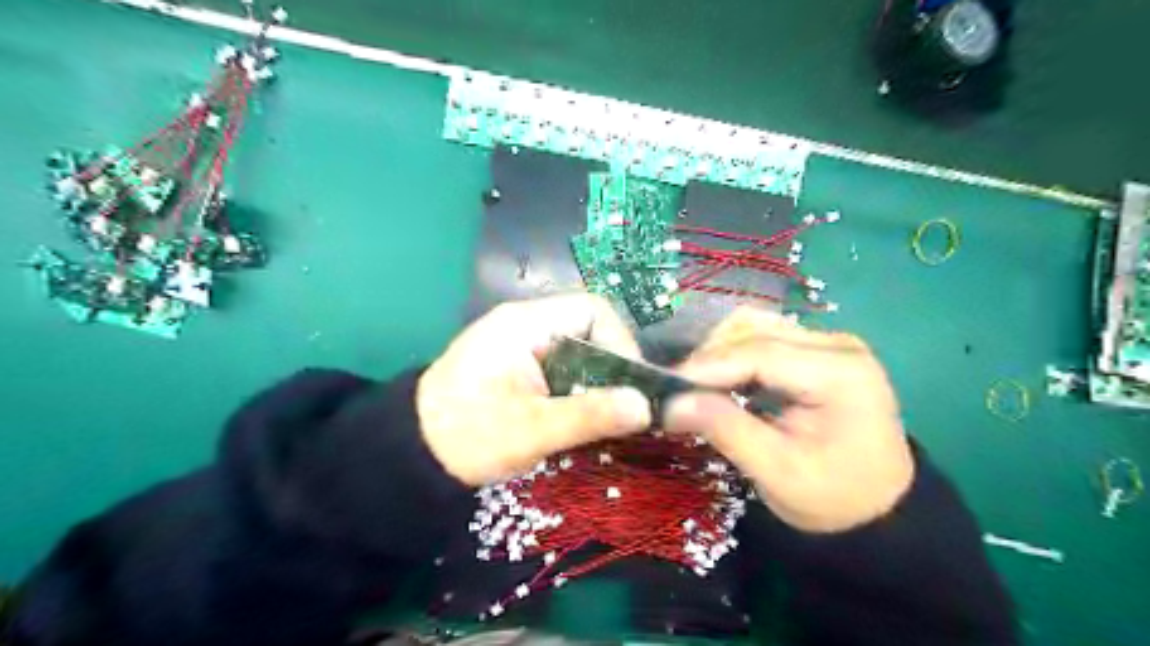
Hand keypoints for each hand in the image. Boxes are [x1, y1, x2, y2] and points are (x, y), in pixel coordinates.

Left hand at [415, 293, 649, 484]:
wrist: (413, 454)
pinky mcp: (522, 368)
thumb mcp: (530, 429)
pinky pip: (566, 370)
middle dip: (613, 369)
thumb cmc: (466, 435)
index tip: (631, 388)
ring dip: (599, 385)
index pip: (594, 310)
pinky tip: (585, 421)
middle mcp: (528, 325)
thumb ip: (587, 416)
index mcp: (526, 323)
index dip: (622, 343)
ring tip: (610, 420)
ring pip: (582, 353)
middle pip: (592, 331)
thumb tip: (645, 407)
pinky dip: (582, 393)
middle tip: (625, 410)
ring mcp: (524, 346)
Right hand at [666, 309, 916, 531]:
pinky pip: (765, 337)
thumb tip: (671, 404)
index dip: (706, 367)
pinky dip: (735, 355)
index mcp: (838, 372)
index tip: (666, 387)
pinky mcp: (818, 350)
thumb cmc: (834, 498)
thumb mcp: (777, 472)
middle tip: (678, 392)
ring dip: (719, 352)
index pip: (758, 352)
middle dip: (709, 358)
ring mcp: (829, 342)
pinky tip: (722, 381)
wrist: (881, 509)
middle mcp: (836, 344)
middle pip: (754, 330)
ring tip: (696, 387)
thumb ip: (725, 429)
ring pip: (755, 326)